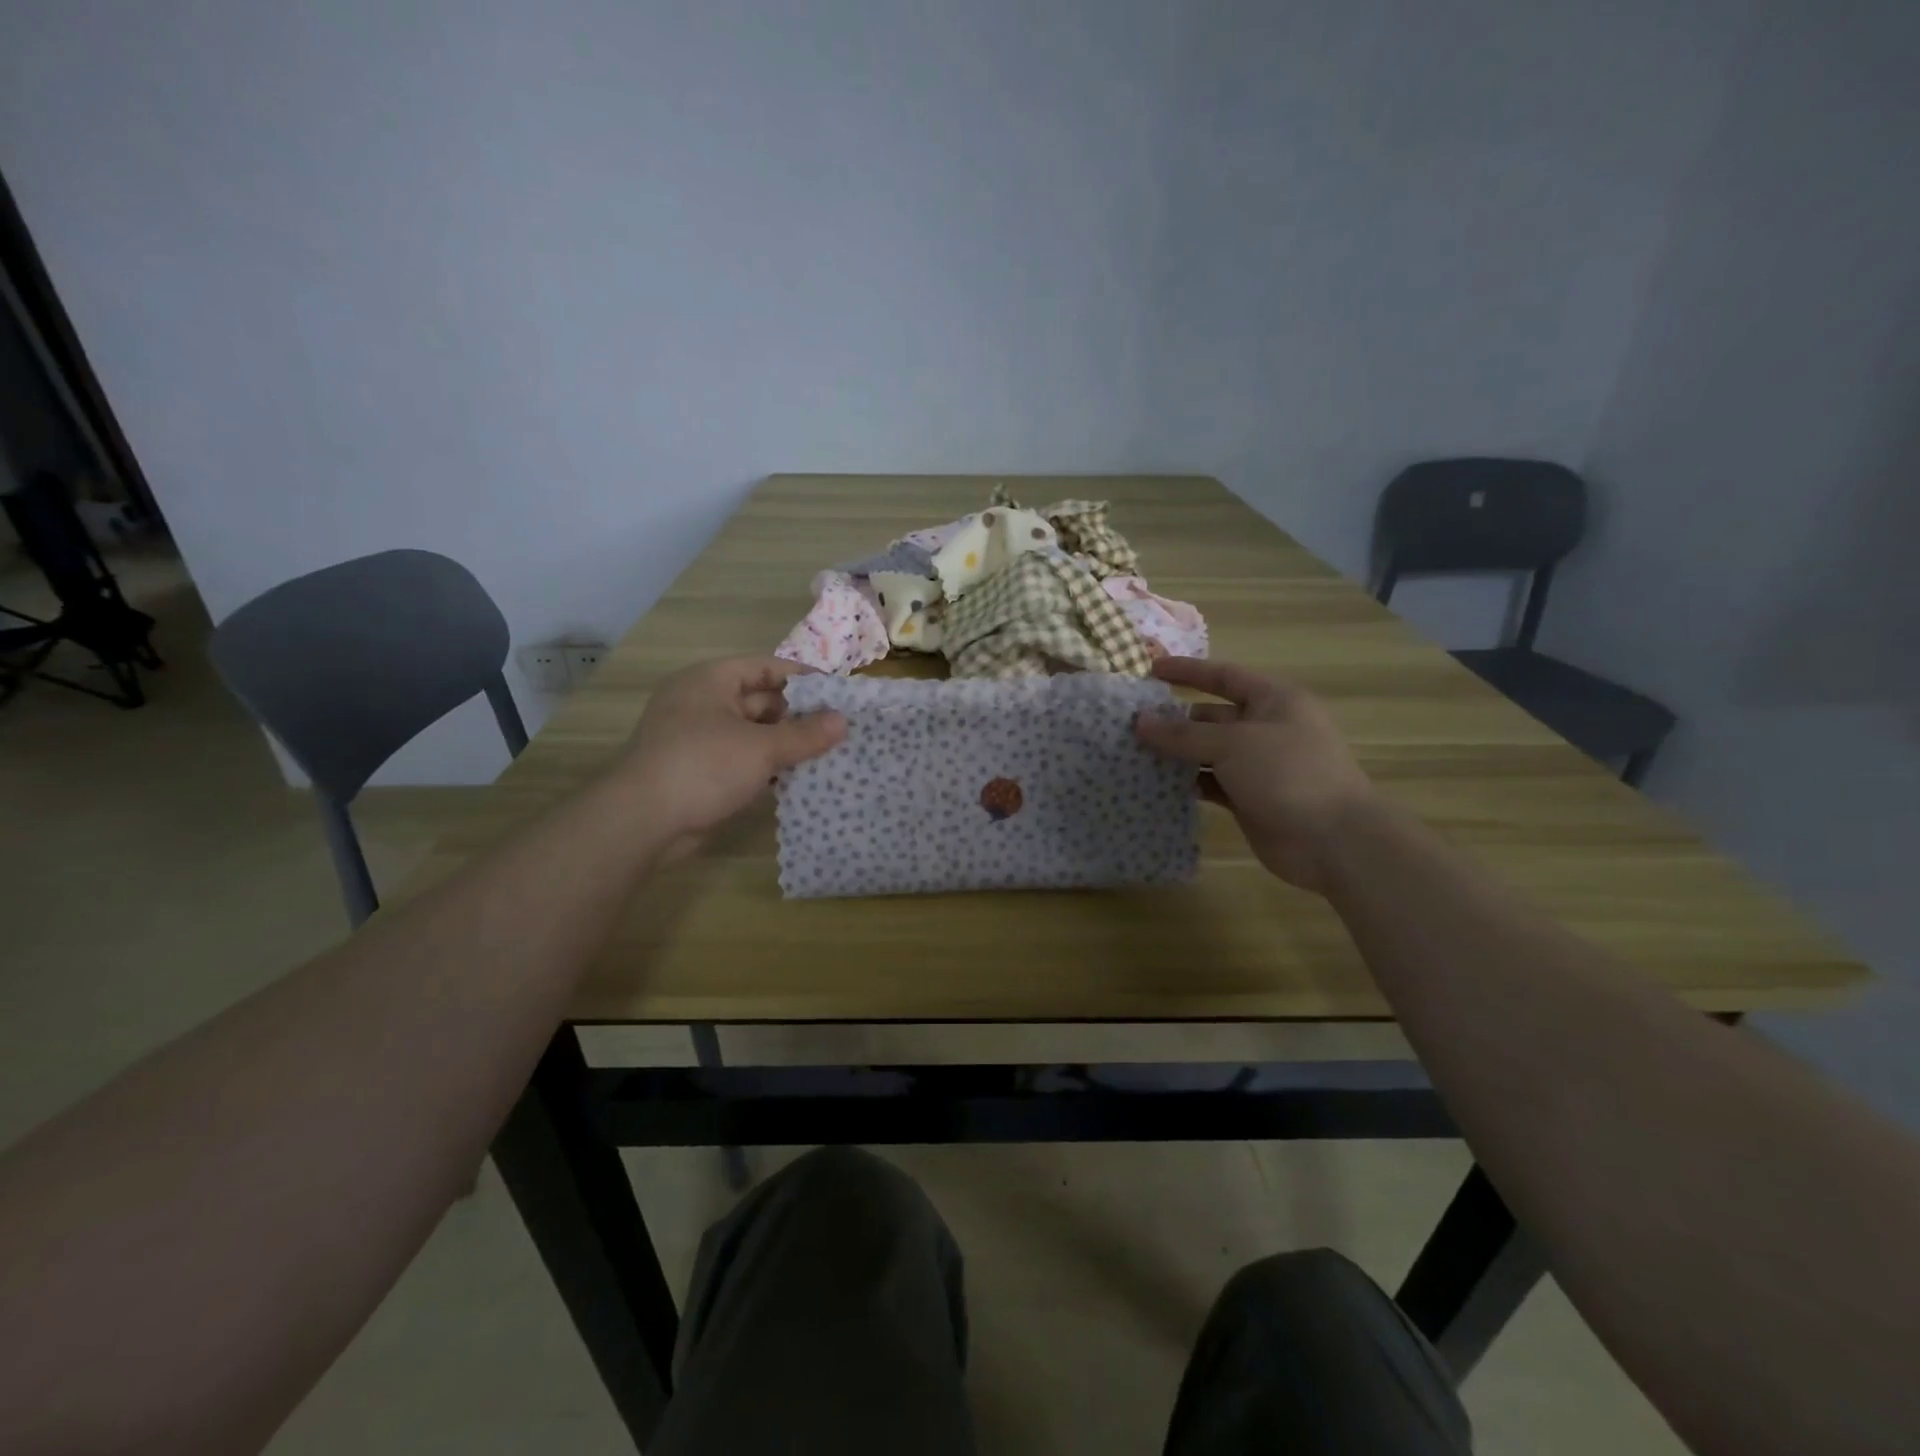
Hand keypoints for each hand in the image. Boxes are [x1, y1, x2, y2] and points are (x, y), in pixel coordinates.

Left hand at [615, 657, 845, 855]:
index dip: (801, 677)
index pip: (764, 667)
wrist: (643, 821)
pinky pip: (742, 759)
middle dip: (797, 715)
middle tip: (838, 728)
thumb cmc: (704, 766)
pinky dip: (767, 766)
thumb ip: (805, 734)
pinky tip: (797, 778)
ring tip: (827, 753)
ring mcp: (698, 738)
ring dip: (785, 743)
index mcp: (710, 681)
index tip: (836, 693)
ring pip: (752, 733)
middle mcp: (702, 703)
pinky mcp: (699, 771)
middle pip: (760, 700)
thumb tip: (843, 721)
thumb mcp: (762, 747)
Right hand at [1134, 658, 1376, 892]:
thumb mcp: (1233, 744)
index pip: (1224, 676)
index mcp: (1274, 701)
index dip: (1188, 671)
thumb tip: (1139, 721)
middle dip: (1175, 719)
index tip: (1151, 671)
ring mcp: (1259, 766)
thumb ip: (1183, 734)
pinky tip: (1158, 784)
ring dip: (1178, 753)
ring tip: (1135, 754)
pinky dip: (1189, 782)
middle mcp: (1266, 728)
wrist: (1333, 840)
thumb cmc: (1288, 774)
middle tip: (1131, 725)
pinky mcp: (1250, 798)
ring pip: (1209, 752)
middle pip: (1212, 716)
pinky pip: (1212, 782)